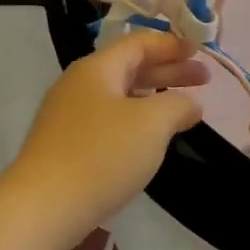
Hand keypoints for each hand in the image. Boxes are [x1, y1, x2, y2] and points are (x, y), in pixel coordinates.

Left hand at [5, 31, 208, 248]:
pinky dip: (135, 121)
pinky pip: (108, 121)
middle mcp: (78, 85)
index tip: (200, 51)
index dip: (171, 44)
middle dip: (168, 71)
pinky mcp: (65, 145)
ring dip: (153, 97)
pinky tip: (149, 139)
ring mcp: (68, 116)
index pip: (138, 43)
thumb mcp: (151, 124)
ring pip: (119, 96)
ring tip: (182, 109)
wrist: (44, 205)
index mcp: (96, 68)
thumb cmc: (101, 155)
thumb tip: (190, 104)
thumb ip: (177, 105)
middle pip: (129, 68)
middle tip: (205, 80)